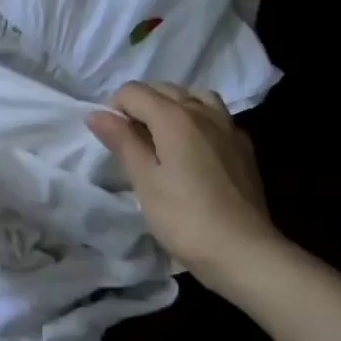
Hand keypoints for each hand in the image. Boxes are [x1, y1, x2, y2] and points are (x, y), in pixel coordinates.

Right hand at [87, 81, 279, 285]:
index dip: (114, 108)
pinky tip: (193, 148)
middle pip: (164, 89)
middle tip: (130, 142)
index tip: (111, 139)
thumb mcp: (144, 181)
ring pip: (194, 97)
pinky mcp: (243, 147)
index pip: (133, 91)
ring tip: (161, 137)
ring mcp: (228, 127)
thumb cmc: (184, 218)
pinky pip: (215, 116)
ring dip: (172, 107)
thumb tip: (96, 113)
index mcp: (175, 117)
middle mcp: (203, 112)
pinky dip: (196, 119)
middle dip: (140, 105)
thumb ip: (122, 141)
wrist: (244, 251)